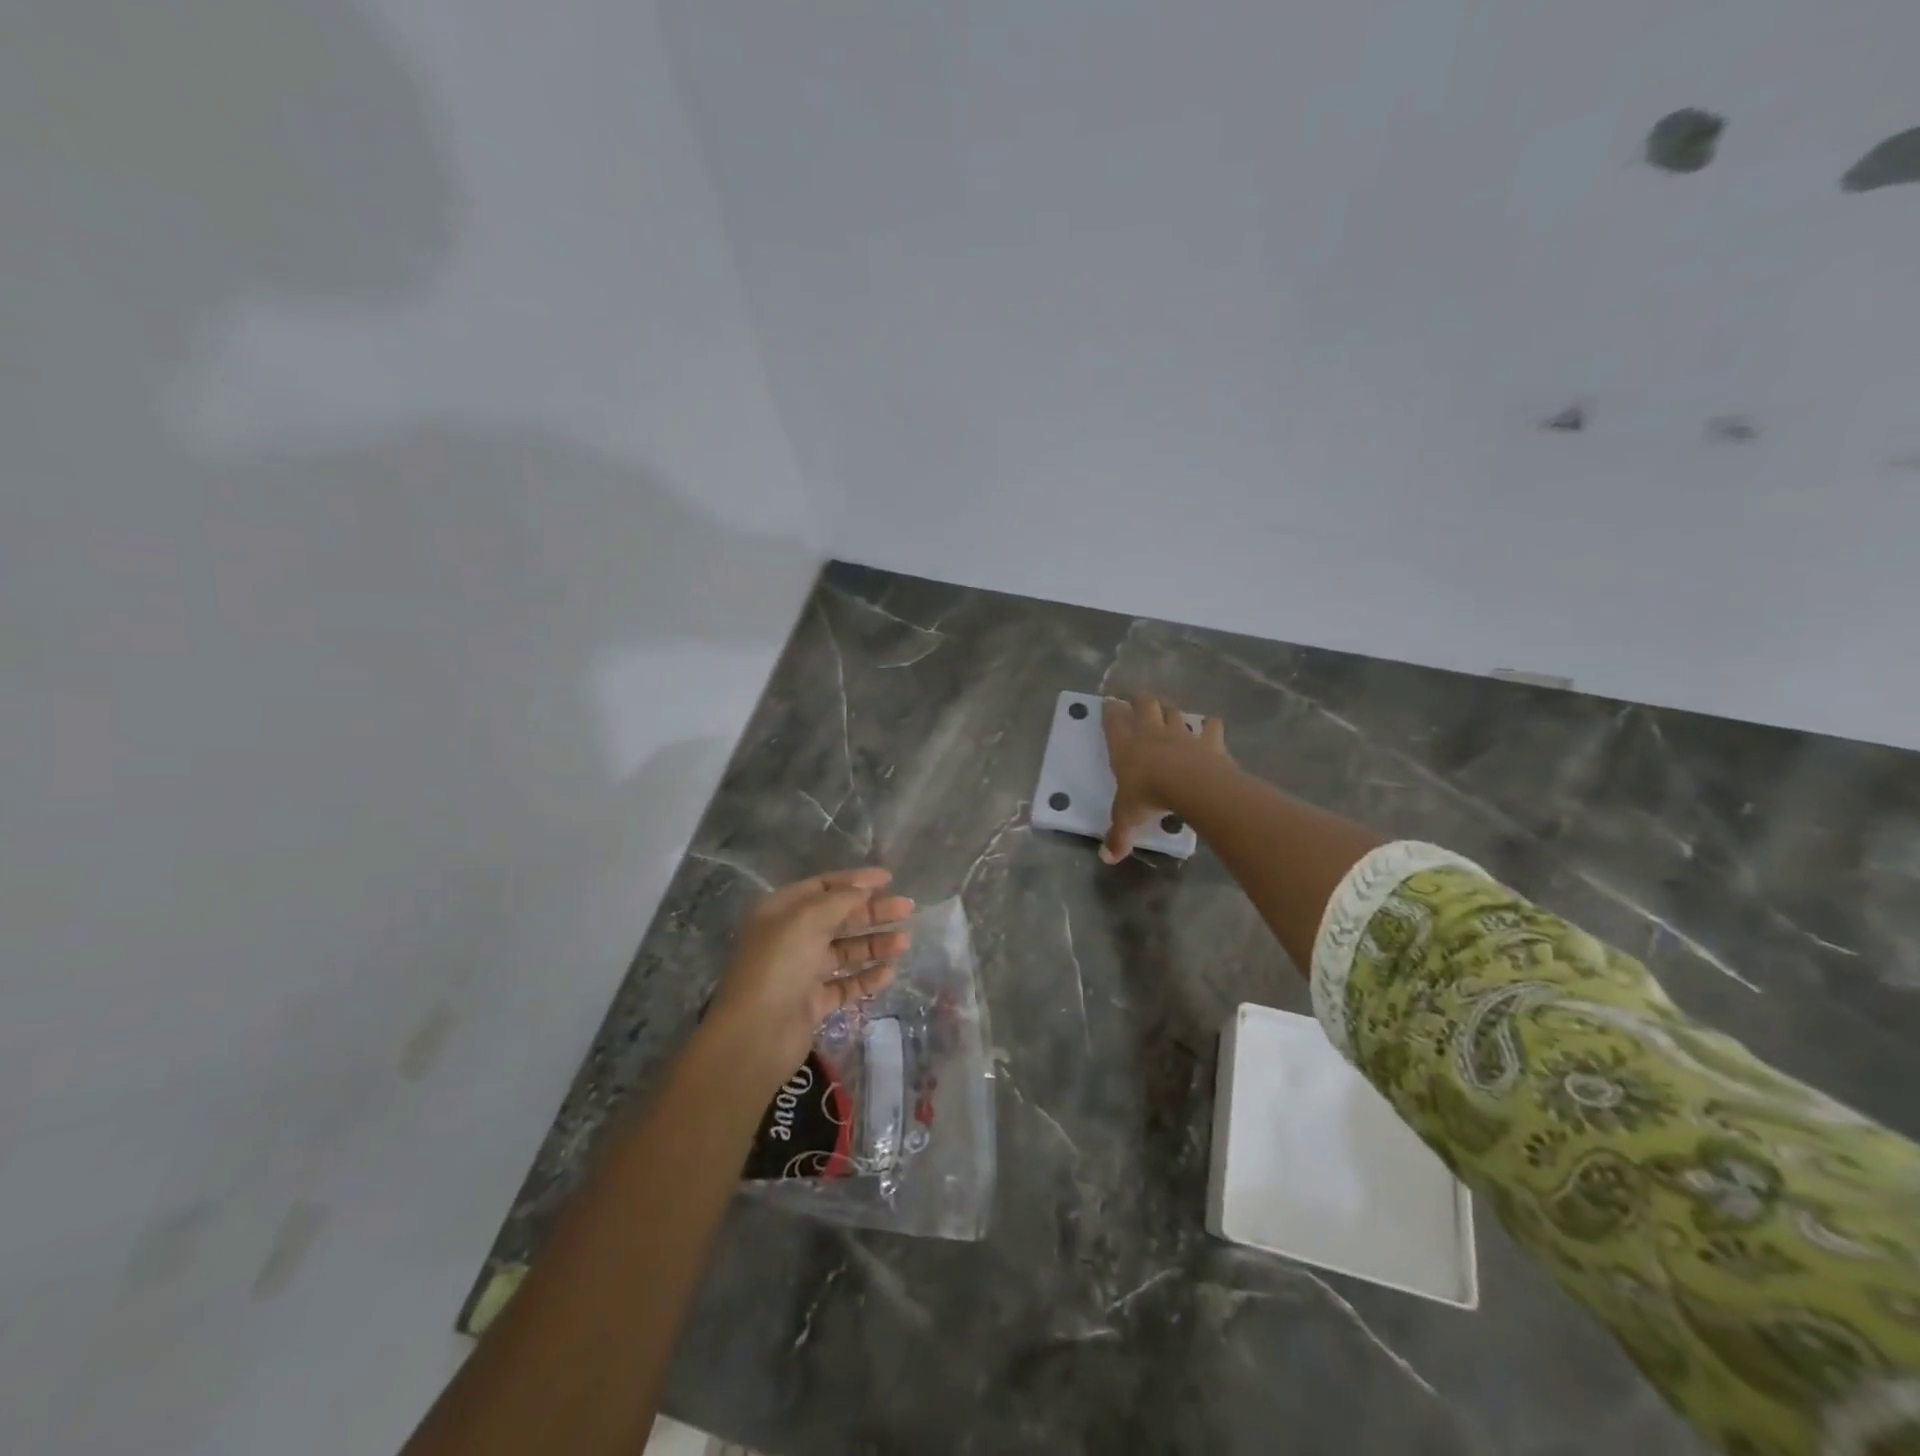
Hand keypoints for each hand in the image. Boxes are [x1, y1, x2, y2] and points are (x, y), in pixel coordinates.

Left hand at [706, 868, 913, 1090]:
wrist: (756, 1035)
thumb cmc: (779, 965)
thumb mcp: (808, 919)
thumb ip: (841, 899)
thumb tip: (866, 887)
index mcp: (781, 911)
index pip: (823, 887)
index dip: (856, 881)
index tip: (890, 879)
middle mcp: (790, 937)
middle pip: (838, 918)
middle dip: (872, 912)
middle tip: (907, 909)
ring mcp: (801, 972)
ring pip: (845, 951)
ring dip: (874, 944)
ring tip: (904, 942)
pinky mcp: (812, 1003)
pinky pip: (845, 984)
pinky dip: (866, 977)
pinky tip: (888, 973)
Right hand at [1101, 692, 1229, 862]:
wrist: (1192, 786)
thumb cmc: (1149, 797)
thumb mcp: (1128, 818)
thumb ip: (1118, 835)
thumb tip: (1108, 858)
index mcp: (1125, 747)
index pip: (1113, 722)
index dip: (1110, 711)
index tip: (1108, 703)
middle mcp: (1151, 733)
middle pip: (1144, 705)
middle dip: (1139, 699)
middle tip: (1137, 698)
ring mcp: (1181, 734)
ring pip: (1174, 712)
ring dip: (1170, 709)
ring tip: (1167, 708)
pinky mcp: (1208, 741)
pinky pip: (1210, 727)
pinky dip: (1209, 725)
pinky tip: (1210, 725)